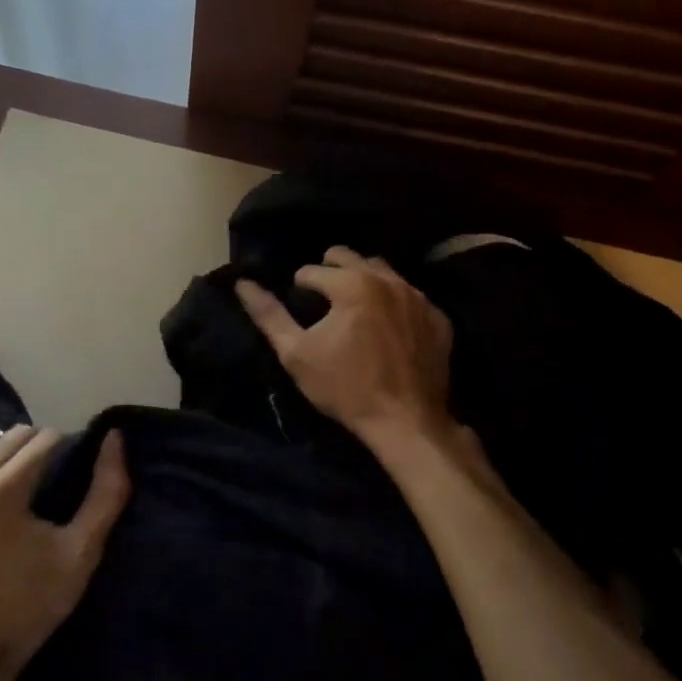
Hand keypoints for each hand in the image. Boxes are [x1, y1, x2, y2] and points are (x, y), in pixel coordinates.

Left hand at [0, 425, 129, 680]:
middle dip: (40, 448)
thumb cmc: (30, 604)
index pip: (47, 438)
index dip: (68, 451)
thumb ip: (106, 491)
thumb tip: (115, 438)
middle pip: (16, 434)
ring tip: (24, 487)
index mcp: (4, 489)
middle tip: (53, 481)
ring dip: (10, 454)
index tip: (74, 476)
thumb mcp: (81, 552)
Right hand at [236, 245, 453, 444]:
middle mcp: (388, 280)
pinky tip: (386, 326)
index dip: (299, 287)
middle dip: (330, 271)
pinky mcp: (438, 318)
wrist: (407, 422)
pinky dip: (394, 301)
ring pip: (383, 271)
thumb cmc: (345, 388)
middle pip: (350, 257)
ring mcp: (419, 298)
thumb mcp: (296, 354)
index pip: (312, 270)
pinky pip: (410, 295)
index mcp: (352, 284)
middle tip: (322, 300)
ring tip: (352, 307)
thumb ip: (269, 315)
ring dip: (363, 279)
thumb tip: (243, 284)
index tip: (300, 311)